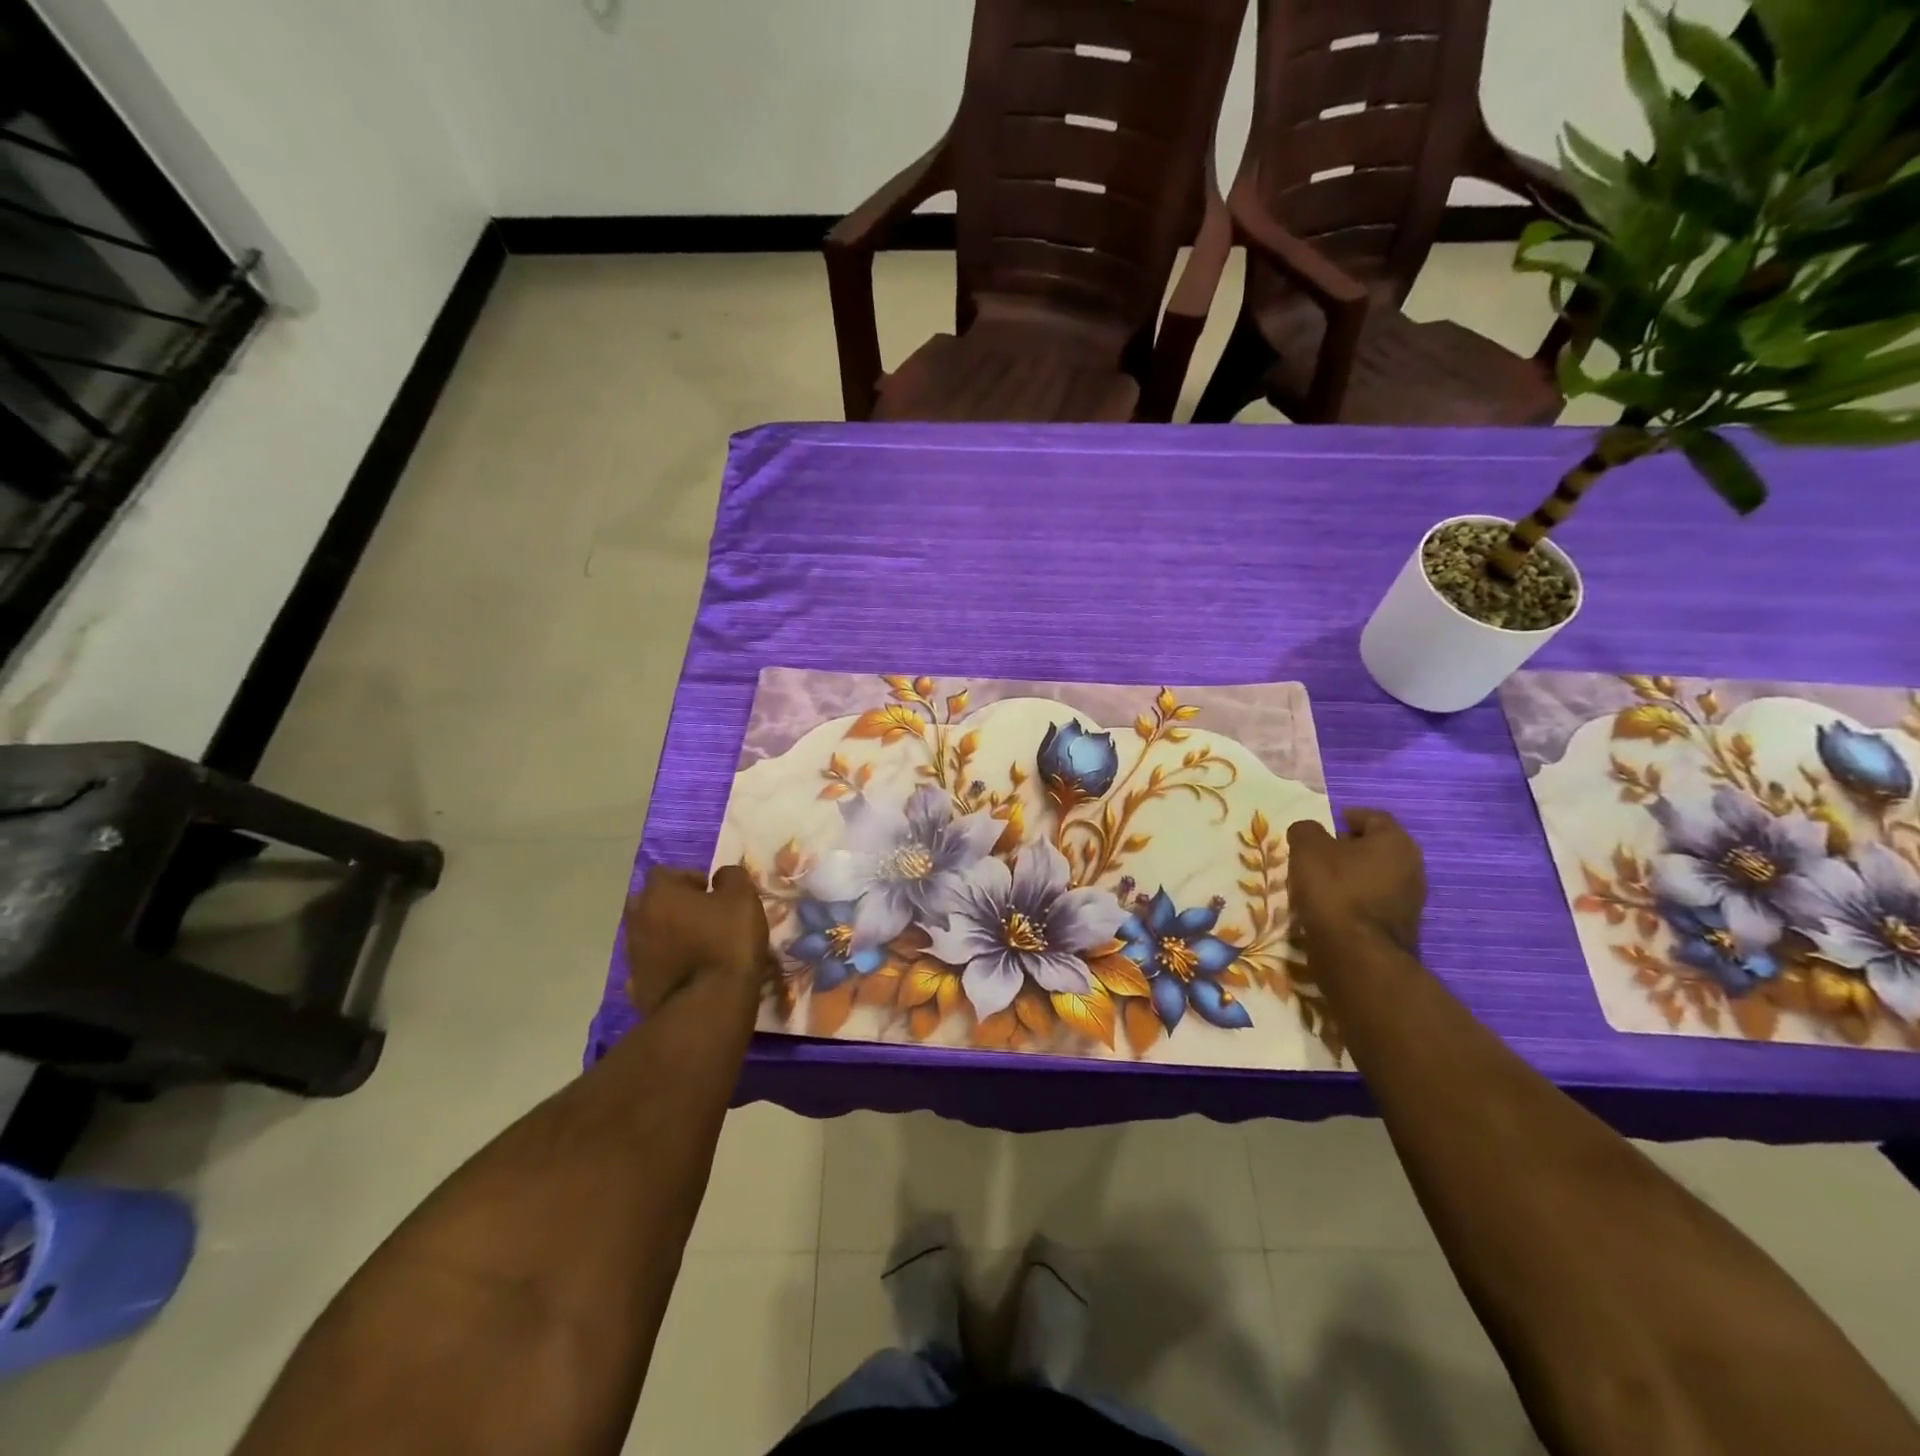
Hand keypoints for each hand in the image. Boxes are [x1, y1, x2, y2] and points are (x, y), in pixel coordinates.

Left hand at [623, 865, 771, 1014]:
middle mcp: (638, 921)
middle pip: (648, 902)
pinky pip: (650, 964)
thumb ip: (732, 877)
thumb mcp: (743, 898)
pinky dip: (664, 962)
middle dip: (670, 904)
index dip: (688, 877)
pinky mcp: (637, 986)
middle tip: (700, 914)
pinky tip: (686, 970)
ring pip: (647, 933)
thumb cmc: (726, 943)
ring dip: (666, 934)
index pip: (664, 873)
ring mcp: (634, 955)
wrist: (707, 1007)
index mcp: (659, 895)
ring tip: (696, 945)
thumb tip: (720, 876)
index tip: (710, 891)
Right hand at [1287, 808, 1425, 954]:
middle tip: (1315, 855)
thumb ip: (1306, 830)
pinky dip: (1353, 902)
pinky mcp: (1400, 929)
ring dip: (1348, 878)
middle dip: (1345, 849)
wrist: (1356, 954)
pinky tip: (1329, 910)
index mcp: (1396, 842)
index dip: (1345, 818)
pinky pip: (1372, 904)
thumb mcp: (1307, 848)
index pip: (1372, 817)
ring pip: (1373, 878)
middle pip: (1374, 849)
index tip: (1321, 827)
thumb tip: (1309, 832)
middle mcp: (1412, 868)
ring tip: (1317, 885)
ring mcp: (1410, 901)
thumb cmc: (1334, 889)